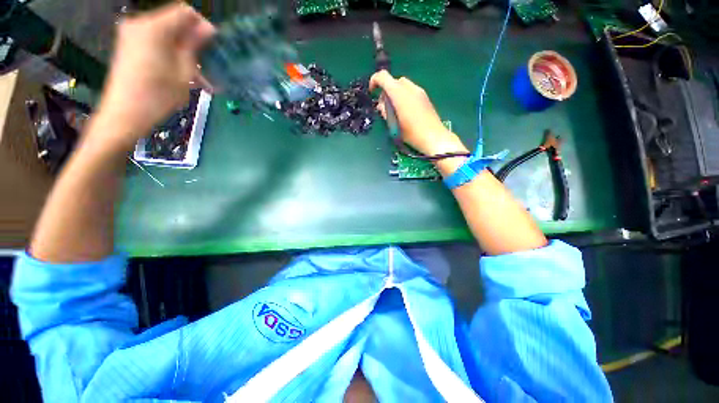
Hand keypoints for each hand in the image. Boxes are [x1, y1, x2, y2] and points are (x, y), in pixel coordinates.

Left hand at [95, 3, 214, 149]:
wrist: (124, 114)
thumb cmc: (158, 95)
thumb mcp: (184, 71)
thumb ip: (194, 45)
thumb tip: (208, 29)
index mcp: (154, 27)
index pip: (185, 11)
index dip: (202, 25)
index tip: (212, 45)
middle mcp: (139, 23)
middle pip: (174, 22)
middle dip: (192, 40)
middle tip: (206, 64)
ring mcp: (131, 34)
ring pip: (166, 34)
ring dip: (184, 50)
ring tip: (197, 75)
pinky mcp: (128, 45)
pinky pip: (155, 41)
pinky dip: (170, 53)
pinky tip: (181, 72)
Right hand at [369, 70, 467, 155]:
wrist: (434, 137)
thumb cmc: (411, 133)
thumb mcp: (394, 125)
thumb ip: (385, 112)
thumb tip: (381, 105)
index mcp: (399, 94)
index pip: (383, 77)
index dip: (374, 81)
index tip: (372, 92)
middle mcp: (409, 88)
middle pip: (393, 81)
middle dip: (385, 91)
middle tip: (384, 107)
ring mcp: (419, 91)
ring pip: (402, 85)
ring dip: (394, 94)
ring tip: (394, 110)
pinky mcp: (425, 97)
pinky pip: (410, 91)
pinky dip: (403, 96)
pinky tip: (404, 111)